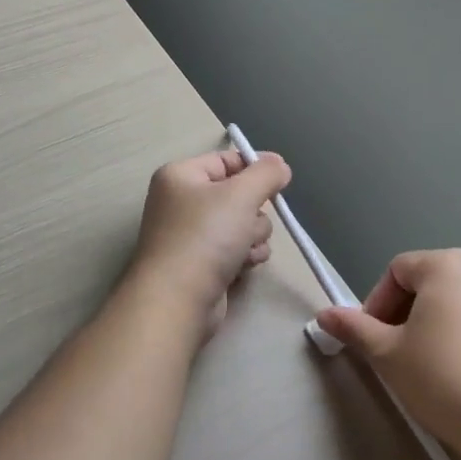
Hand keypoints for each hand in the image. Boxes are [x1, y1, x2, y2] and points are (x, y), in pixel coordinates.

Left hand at [128, 148, 291, 336]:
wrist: (178, 300)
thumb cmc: (205, 237)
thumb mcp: (241, 194)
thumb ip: (266, 174)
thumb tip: (279, 164)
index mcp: (180, 176)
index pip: (226, 160)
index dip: (255, 167)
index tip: (282, 178)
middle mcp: (182, 202)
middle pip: (238, 195)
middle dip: (254, 212)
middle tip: (248, 224)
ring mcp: (191, 236)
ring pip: (242, 224)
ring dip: (253, 237)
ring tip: (243, 251)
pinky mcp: (201, 264)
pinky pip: (235, 250)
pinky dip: (244, 257)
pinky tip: (242, 267)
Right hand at [316, 249, 460, 458]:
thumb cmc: (443, 377)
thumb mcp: (387, 354)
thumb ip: (354, 328)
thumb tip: (323, 314)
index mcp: (446, 265)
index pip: (396, 271)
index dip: (376, 303)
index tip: (372, 340)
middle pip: (426, 283)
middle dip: (402, 314)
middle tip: (392, 353)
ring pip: (452, 303)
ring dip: (429, 326)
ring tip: (422, 366)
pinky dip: (458, 337)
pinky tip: (455, 374)